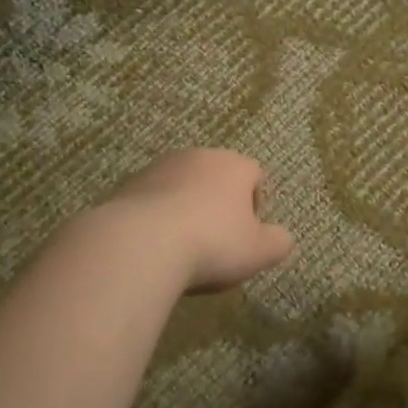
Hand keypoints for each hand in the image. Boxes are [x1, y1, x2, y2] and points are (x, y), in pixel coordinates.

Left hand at [109, 149, 294, 292]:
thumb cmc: (212, 243)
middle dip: (219, 205)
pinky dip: (158, 219)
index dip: (255, 205)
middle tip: (217, 243)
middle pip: (216, 178)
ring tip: (183, 248)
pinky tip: (156, 248)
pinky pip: (153, 202)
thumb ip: (278, 242)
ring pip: (182, 188)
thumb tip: (280, 238)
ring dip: (186, 210)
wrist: (140, 244)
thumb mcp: (260, 252)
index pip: (255, 175)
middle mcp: (196, 156)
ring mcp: (158, 168)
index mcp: (234, 165)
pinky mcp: (128, 185)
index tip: (247, 235)